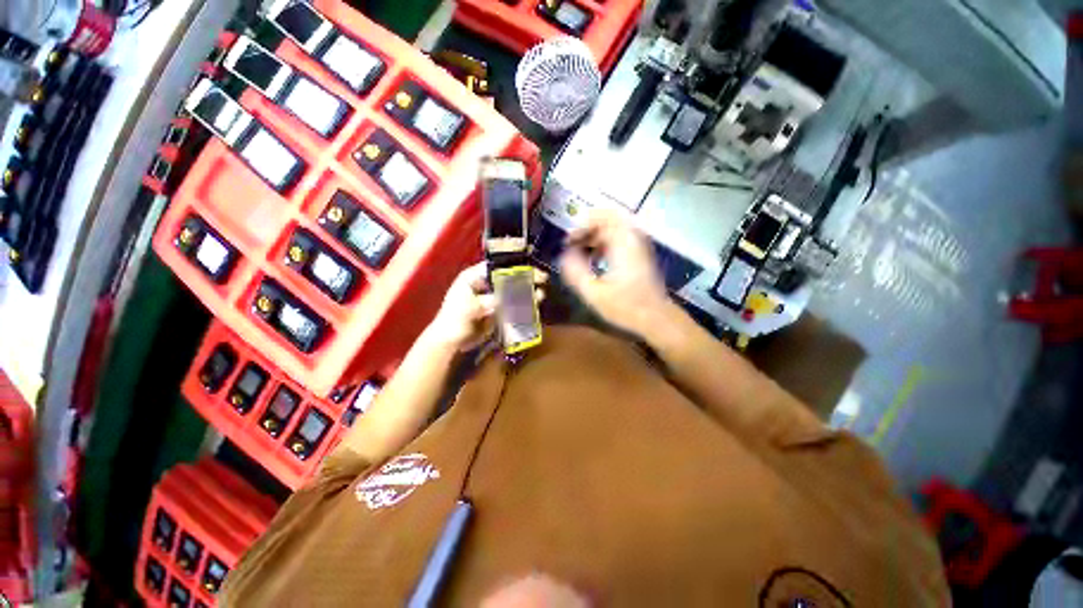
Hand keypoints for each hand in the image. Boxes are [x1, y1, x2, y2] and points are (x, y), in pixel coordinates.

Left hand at [426, 262, 546, 351]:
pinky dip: (523, 305)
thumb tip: (504, 298)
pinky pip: (512, 304)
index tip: (529, 269)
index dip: (512, 267)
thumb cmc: (453, 322)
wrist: (451, 342)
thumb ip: (487, 302)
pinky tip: (534, 304)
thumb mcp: (469, 309)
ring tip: (540, 295)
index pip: (495, 267)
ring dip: (527, 292)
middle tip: (541, 279)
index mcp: (473, 277)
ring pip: (512, 290)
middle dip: (524, 278)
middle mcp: (484, 284)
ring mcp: (492, 297)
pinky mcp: (497, 309)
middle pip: (507, 277)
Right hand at [559, 210, 671, 336]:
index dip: (581, 225)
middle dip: (586, 229)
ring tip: (579, 251)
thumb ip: (576, 272)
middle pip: (607, 219)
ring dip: (594, 236)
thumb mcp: (594, 293)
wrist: (657, 318)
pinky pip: (618, 238)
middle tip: (572, 244)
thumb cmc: (626, 307)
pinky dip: (603, 243)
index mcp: (623, 243)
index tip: (568, 241)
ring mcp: (638, 245)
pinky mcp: (639, 253)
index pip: (601, 217)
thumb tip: (564, 255)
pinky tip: (594, 259)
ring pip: (613, 228)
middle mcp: (633, 238)